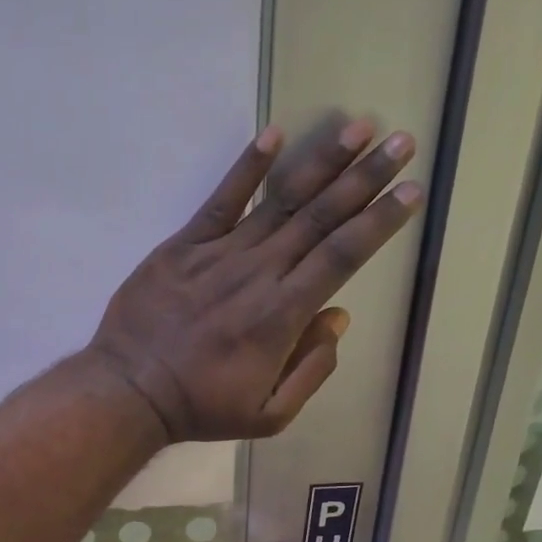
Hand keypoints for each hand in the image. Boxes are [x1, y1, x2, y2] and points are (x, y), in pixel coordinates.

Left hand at [86, 119, 421, 441]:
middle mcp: (259, 274)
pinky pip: (221, 200)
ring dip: (322, 162)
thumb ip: (311, 369)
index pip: (343, 256)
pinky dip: (247, 167)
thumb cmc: (202, 407)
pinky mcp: (184, 245)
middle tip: (402, 142)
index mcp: (283, 316)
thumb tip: (338, 317)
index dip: (379, 221)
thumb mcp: (270, 415)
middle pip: (321, 219)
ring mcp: (220, 254)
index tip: (411, 191)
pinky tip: (274, 134)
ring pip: (280, 201)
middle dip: (366, 179)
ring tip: (359, 127)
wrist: (130, 391)